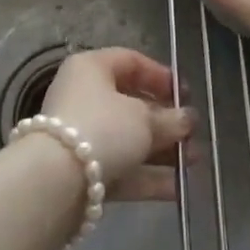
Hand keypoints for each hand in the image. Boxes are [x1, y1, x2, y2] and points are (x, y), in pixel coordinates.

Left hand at [39, 48, 196, 201]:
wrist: (55, 182)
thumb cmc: (102, 128)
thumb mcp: (143, 119)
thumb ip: (169, 119)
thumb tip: (187, 119)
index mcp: (92, 68)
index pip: (130, 61)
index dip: (161, 76)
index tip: (186, 95)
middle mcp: (84, 96)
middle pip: (131, 103)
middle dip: (165, 120)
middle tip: (194, 132)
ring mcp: (82, 136)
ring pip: (128, 138)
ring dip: (162, 150)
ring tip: (194, 161)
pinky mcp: (83, 172)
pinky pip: (121, 167)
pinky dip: (147, 176)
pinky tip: (179, 188)